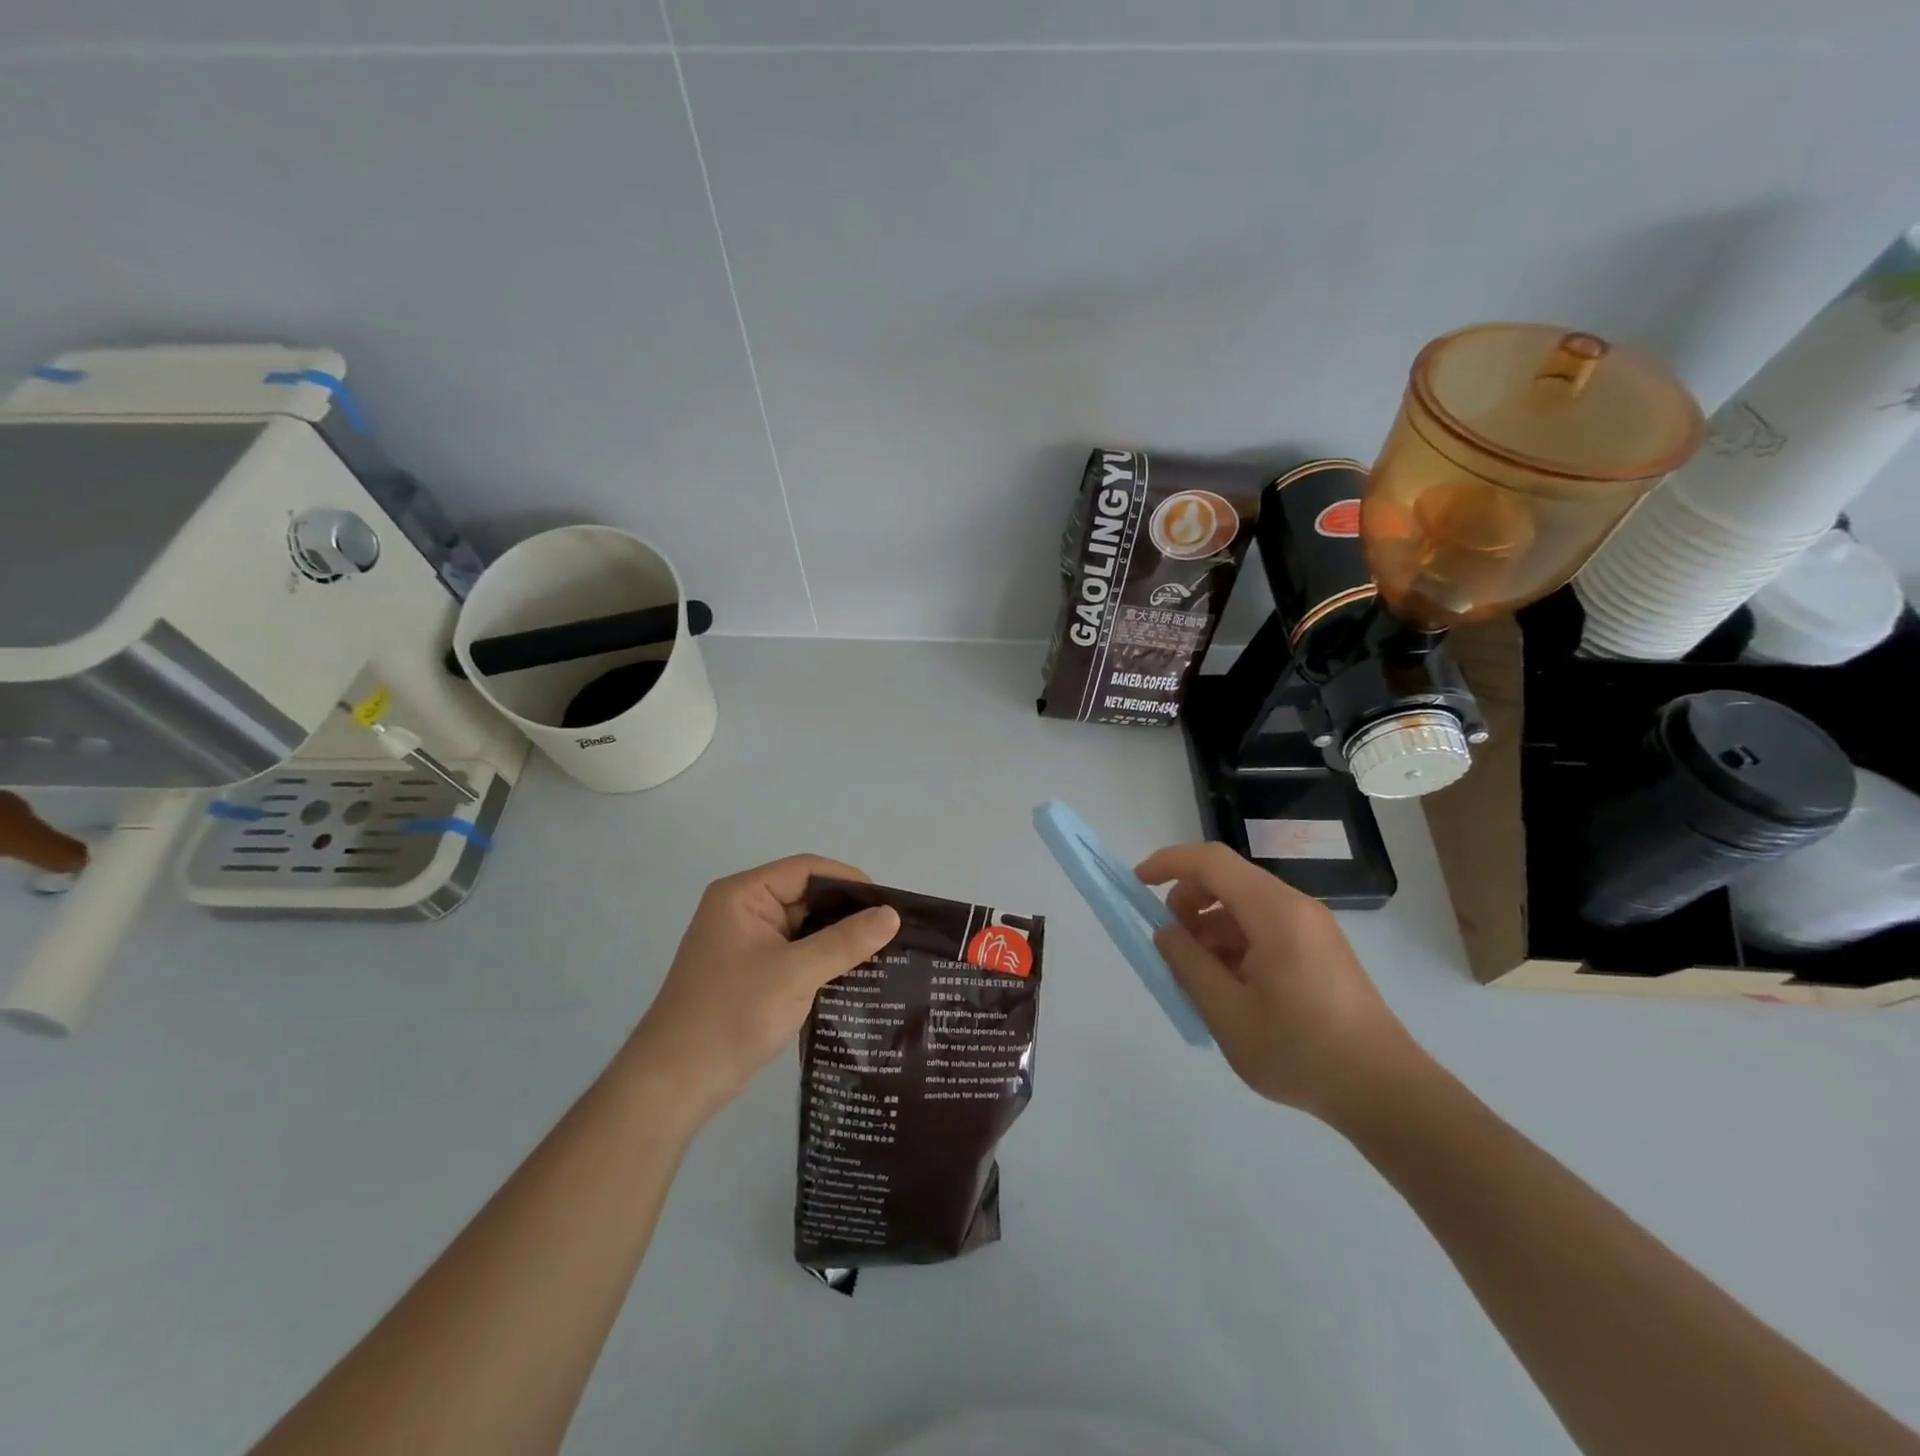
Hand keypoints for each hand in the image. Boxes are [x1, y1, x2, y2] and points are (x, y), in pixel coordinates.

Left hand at [622, 856, 899, 1131]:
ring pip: (805, 927)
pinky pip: (798, 953)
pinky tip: (857, 975)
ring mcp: (748, 943)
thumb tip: (892, 915)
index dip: (849, 881)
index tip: (889, 904)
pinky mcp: (754, 972)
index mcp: (744, 895)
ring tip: (886, 952)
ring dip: (839, 939)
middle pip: (807, 896)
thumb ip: (845, 941)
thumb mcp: (795, 974)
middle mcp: (744, 910)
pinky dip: (825, 960)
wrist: (675, 1084)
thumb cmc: (731, 1016)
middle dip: (848, 912)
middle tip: (894, 931)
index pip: (807, 870)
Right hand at [1136, 842, 1423, 1124]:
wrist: (1386, 1092)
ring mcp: (1311, 927)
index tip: (1136, 885)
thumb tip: (1166, 932)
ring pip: (1242, 906)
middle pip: (1226, 880)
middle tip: (1172, 949)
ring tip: (1201, 982)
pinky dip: (1234, 945)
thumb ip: (1187, 964)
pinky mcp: (1318, 948)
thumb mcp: (1227, 1014)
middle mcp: (1294, 907)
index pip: (1210, 861)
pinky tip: (1231, 990)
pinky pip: (1262, 927)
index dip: (1168, 863)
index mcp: (1274, 912)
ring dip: (1209, 930)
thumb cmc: (1302, 1052)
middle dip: (1187, 904)